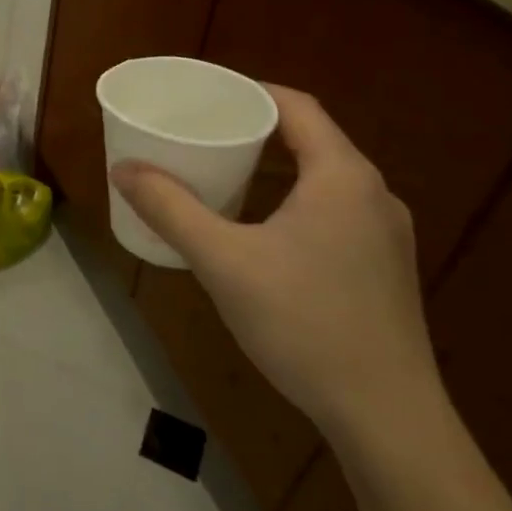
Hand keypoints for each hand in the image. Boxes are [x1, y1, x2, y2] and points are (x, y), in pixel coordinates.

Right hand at [111, 86, 440, 444]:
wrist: (387, 418)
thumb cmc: (304, 323)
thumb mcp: (223, 261)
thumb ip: (170, 209)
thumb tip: (123, 169)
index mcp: (342, 177)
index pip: (297, 107)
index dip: (250, 92)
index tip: (205, 95)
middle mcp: (373, 195)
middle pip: (310, 139)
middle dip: (254, 129)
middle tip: (201, 132)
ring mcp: (386, 235)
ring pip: (322, 178)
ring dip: (273, 168)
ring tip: (221, 175)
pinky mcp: (383, 269)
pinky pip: (333, 211)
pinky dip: (292, 200)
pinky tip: (260, 231)